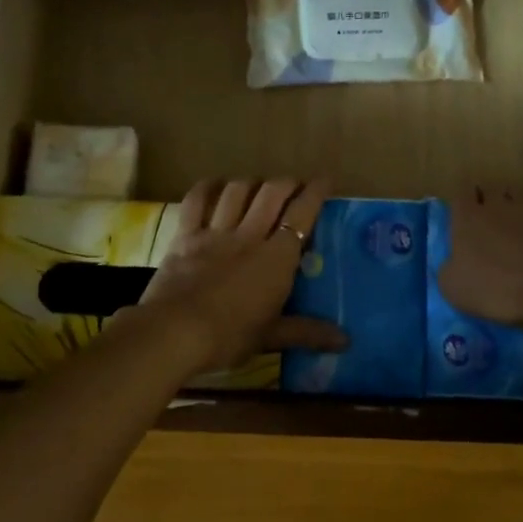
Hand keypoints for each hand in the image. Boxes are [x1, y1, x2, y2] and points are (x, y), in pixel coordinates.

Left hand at [134, 177, 346, 375]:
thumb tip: (346, 341)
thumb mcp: (271, 337)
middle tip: (293, 185)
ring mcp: (215, 232)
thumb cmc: (229, 337)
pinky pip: (196, 201)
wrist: (175, 332)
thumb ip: (308, 332)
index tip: (324, 180)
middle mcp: (249, 236)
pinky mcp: (186, 235)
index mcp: (276, 258)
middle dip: (286, 183)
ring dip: (251, 183)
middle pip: (271, 194)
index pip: (301, 215)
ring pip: (237, 191)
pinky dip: (207, 187)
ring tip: (258, 186)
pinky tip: (214, 184)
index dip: (315, 193)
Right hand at [437, 190, 522, 329]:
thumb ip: (448, 270)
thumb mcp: (455, 290)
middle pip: (489, 191)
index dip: (462, 207)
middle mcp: (496, 203)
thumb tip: (452, 264)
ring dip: (515, 211)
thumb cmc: (499, 288)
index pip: (459, 196)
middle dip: (488, 204)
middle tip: (490, 227)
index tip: (465, 221)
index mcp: (467, 218)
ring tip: (518, 233)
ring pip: (517, 198)